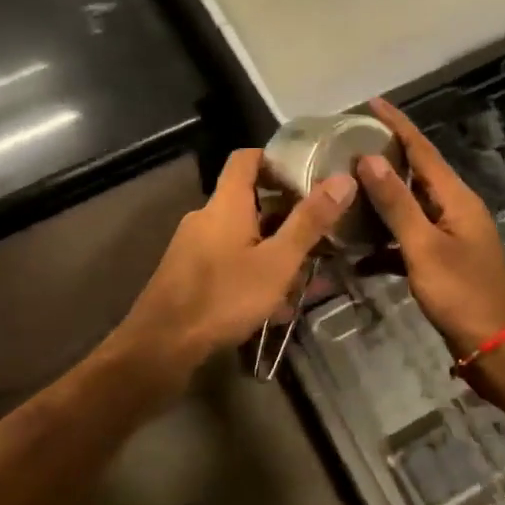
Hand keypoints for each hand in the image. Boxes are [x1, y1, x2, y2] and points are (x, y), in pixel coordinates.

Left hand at [117, 148, 355, 382]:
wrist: (160, 347)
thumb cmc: (223, 297)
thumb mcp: (277, 262)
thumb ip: (310, 222)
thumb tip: (344, 179)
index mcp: (225, 204)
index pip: (246, 158)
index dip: (274, 158)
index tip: (306, 172)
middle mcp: (206, 217)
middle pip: (248, 199)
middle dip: (284, 213)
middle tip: (319, 230)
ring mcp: (193, 246)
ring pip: (241, 235)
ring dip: (272, 248)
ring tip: (305, 273)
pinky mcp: (187, 274)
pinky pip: (228, 260)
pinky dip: (253, 269)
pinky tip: (274, 304)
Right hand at [357, 99, 504, 358]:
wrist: (499, 349)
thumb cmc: (463, 294)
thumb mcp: (424, 247)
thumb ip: (397, 203)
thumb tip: (369, 158)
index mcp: (456, 198)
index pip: (422, 149)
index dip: (397, 125)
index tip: (371, 102)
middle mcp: (455, 210)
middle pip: (416, 174)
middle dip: (385, 158)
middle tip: (347, 145)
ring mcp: (450, 237)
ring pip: (410, 209)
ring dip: (380, 201)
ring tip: (345, 190)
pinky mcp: (443, 264)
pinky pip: (409, 242)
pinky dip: (385, 243)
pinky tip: (357, 254)